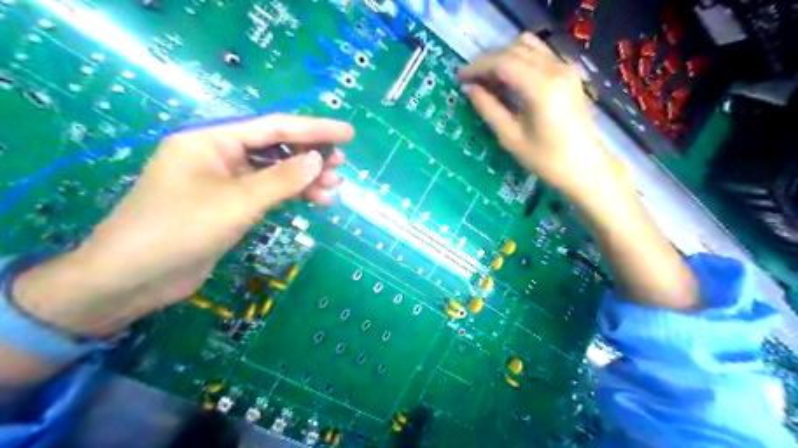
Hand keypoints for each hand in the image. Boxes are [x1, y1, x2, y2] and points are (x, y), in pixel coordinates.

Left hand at [11, 113, 355, 337]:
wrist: (135, 278)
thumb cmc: (180, 229)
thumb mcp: (237, 202)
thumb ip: (281, 179)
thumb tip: (319, 160)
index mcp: (212, 140)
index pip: (273, 127)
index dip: (314, 129)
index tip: (347, 134)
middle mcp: (218, 155)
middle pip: (275, 147)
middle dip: (310, 155)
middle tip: (342, 165)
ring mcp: (224, 181)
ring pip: (274, 172)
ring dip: (304, 178)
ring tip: (334, 188)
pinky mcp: (229, 205)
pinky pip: (267, 192)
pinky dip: (290, 195)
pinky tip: (314, 201)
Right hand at [458, 31, 618, 202]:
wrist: (585, 167)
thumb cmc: (546, 160)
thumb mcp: (511, 137)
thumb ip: (488, 109)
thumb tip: (469, 89)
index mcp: (541, 87)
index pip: (502, 62)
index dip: (477, 68)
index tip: (460, 79)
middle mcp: (555, 69)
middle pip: (514, 50)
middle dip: (488, 62)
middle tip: (471, 82)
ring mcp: (565, 68)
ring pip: (527, 46)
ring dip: (503, 58)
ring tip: (489, 81)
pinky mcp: (569, 73)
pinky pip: (539, 54)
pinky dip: (519, 60)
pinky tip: (509, 81)